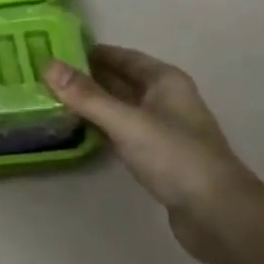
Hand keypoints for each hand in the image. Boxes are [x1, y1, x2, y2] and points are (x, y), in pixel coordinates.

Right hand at [44, 45, 263, 263]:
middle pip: (121, 81)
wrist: (217, 214)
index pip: (123, 56)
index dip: (92, 52)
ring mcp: (162, 130)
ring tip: (53, 100)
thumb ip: (87, 96)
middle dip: (87, 78)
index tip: (56, 50)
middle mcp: (165, 99)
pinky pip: (123, 133)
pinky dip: (102, 129)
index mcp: (165, 80)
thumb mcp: (127, 122)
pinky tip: (79, 131)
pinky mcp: (157, 158)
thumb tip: (48, 64)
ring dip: (93, 104)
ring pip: (121, 108)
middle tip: (46, 76)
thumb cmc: (175, 157)